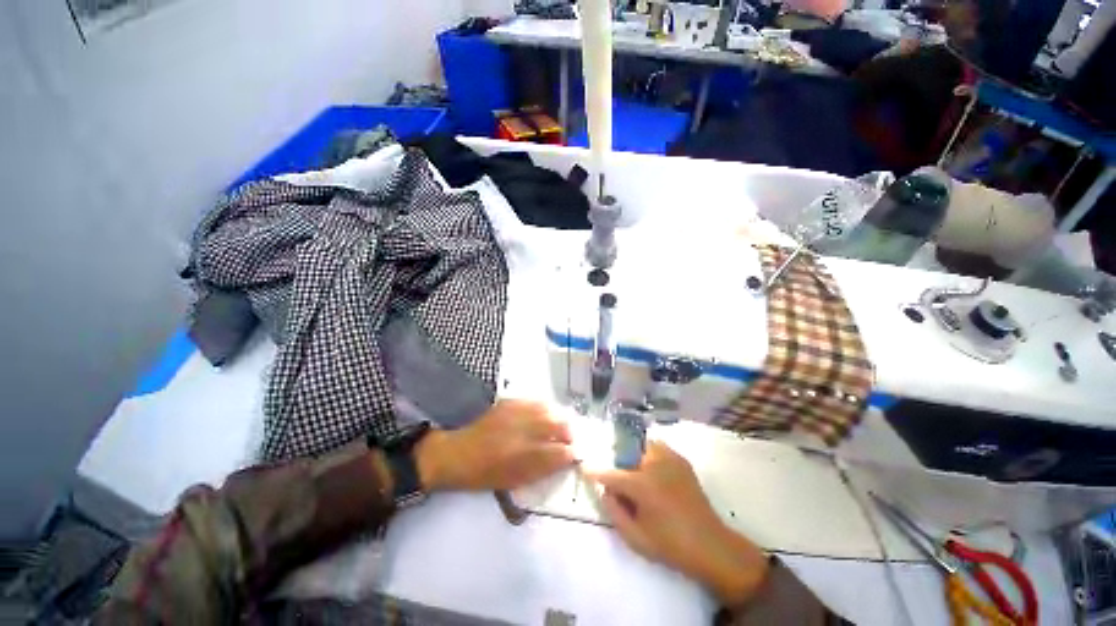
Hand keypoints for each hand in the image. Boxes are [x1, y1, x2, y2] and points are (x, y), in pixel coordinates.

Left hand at [416, 400, 574, 491]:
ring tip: (561, 425)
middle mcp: (521, 432)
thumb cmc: (485, 475)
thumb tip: (566, 459)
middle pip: (557, 426)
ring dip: (559, 418)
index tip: (576, 455)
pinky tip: (546, 413)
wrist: (458, 453)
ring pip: (548, 410)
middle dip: (569, 432)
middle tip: (570, 439)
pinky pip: (535, 402)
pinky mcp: (509, 403)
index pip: (558, 453)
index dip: (570, 454)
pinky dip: (545, 408)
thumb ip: (543, 469)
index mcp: (522, 457)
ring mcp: (515, 413)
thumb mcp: (515, 480)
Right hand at [586, 441, 769, 607]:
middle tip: (620, 478)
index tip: (584, 467)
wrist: (711, 545)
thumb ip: (614, 511)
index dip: (595, 472)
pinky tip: (655, 474)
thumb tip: (604, 491)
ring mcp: (670, 459)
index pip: (611, 474)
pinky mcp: (682, 461)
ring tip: (639, 475)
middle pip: (627, 452)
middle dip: (619, 461)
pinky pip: (659, 449)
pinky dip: (651, 455)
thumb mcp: (635, 538)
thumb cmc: (670, 545)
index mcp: (642, 484)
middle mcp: (655, 464)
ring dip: (636, 455)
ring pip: (644, 445)